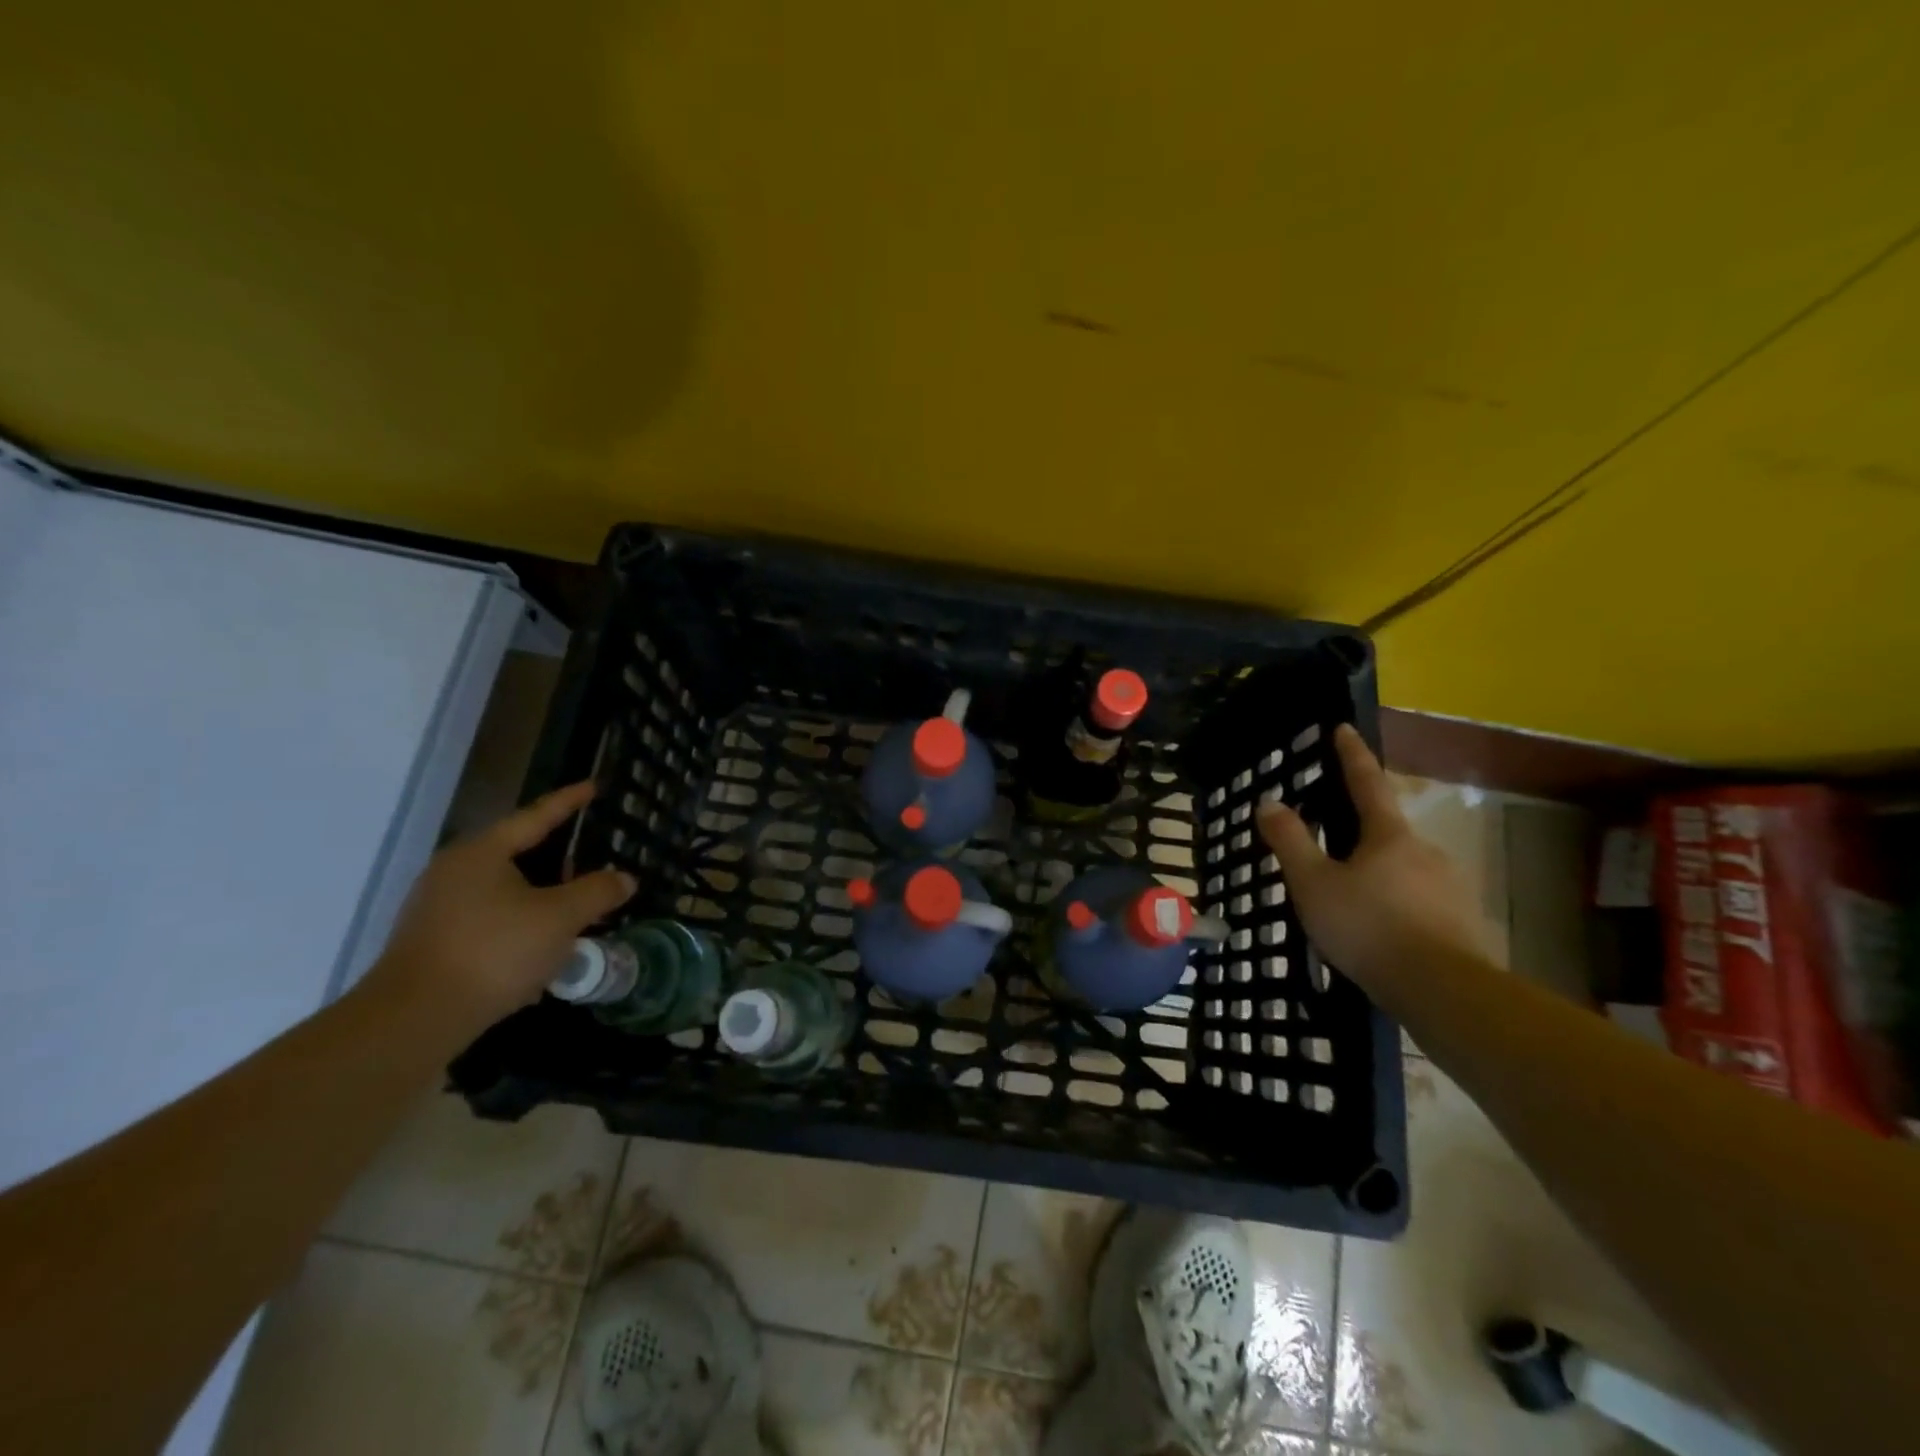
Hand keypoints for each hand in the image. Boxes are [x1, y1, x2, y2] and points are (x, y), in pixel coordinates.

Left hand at [367, 781, 636, 1029]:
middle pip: (516, 851)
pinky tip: (542, 944)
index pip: (535, 816)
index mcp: (482, 853)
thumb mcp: (560, 918)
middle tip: (592, 855)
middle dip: (557, 855)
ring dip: (540, 894)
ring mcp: (439, 907)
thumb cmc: (494, 952)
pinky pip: (490, 917)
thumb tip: (624, 878)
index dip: (568, 802)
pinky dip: (520, 921)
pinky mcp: (434, 941)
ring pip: (504, 888)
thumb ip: (597, 892)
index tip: (592, 786)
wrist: (414, 1020)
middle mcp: (454, 871)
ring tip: (573, 904)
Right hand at [1255, 725, 1486, 990]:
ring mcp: (1450, 886)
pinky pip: (1420, 901)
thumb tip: (1269, 801)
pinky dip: (1397, 905)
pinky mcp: (1463, 921)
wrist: (1444, 992)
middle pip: (1387, 830)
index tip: (1344, 728)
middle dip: (1361, 833)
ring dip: (1379, 874)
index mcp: (1389, 835)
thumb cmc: (1369, 928)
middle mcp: (1426, 851)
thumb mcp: (1314, 884)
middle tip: (1332, 848)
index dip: (1352, 755)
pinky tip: (1381, 931)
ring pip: (1404, 869)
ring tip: (1351, 902)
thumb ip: (1291, 842)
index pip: (1367, 782)